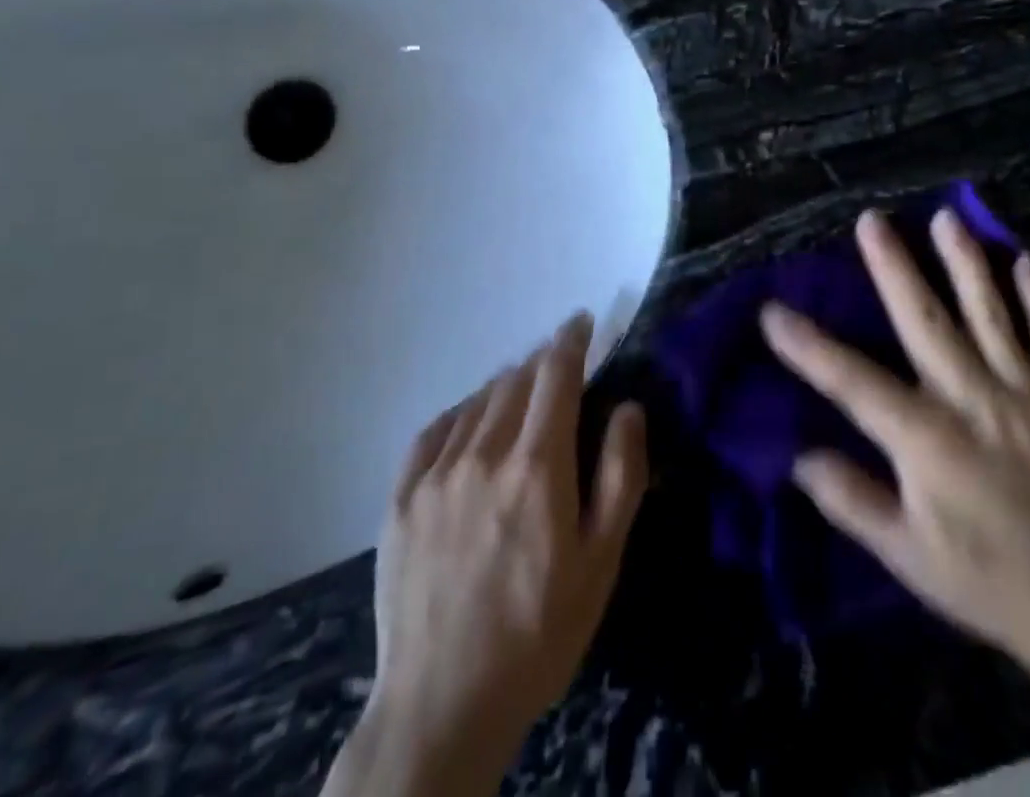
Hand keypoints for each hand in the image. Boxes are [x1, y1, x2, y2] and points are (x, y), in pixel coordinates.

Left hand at [326, 314, 648, 796]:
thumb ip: (619, 476)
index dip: (571, 340)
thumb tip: (628, 408)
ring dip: (505, 385)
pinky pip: (434, 430)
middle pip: (516, 380)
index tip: (582, 321)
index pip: (556, 375)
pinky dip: (461, 412)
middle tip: (559, 365)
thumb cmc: (538, 634)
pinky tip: (471, 421)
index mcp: (537, 467)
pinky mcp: (401, 498)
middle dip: (542, 362)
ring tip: (521, 391)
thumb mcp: (601, 563)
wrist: (441, 707)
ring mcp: (435, 475)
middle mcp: (483, 454)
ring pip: (477, 400)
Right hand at [760, 208, 1029, 669]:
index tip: (772, 311)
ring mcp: (1023, 391)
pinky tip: (1025, 261)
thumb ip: (852, 500)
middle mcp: (972, 398)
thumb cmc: (984, 579)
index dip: (808, 346)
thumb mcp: (906, 554)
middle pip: (926, 320)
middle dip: (894, 266)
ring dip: (966, 261)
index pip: (853, 382)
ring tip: (946, 216)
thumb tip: (799, 456)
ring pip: (990, 312)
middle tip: (871, 220)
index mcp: (927, 437)